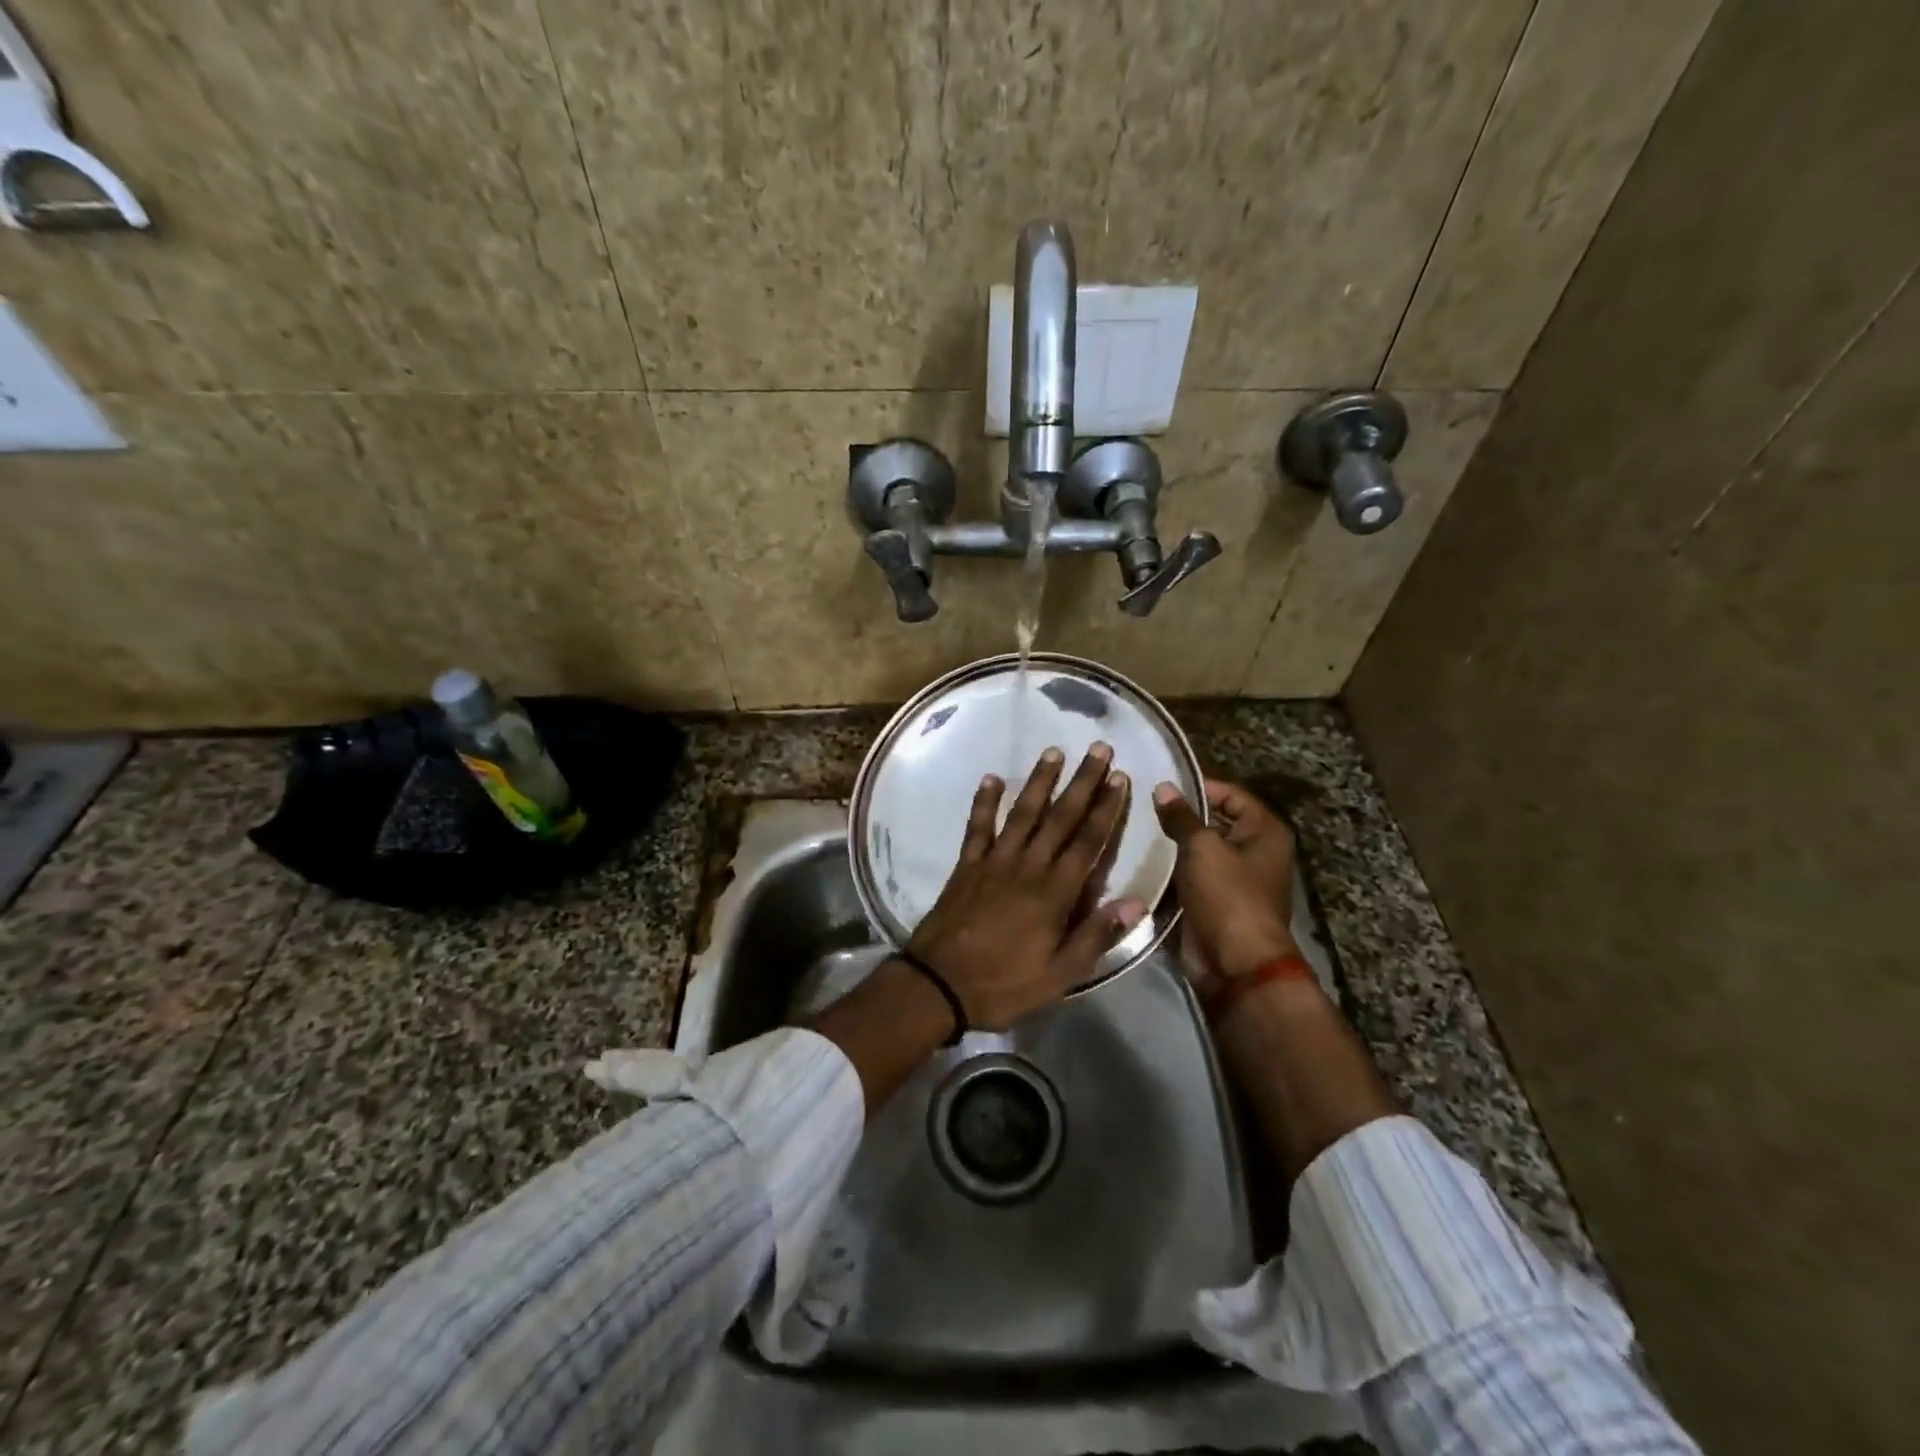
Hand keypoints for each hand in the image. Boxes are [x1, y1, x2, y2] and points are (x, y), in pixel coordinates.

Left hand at [906, 743, 1147, 1030]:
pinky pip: (977, 826)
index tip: (1120, 778)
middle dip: (1082, 782)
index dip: (1106, 808)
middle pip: (1060, 817)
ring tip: (1054, 751)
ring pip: (1022, 813)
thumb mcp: (1060, 974)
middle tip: (1098, 749)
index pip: (1088, 841)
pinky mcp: (967, 865)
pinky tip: (991, 779)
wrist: (939, 984)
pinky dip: (984, 802)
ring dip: (1039, 781)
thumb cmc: (1005, 984)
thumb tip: (1138, 902)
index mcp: (1055, 892)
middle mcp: (1027, 866)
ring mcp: (994, 861)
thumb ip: (1097, 935)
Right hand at [1153, 778, 1298, 997]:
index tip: (1158, 784)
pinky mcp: (1214, 900)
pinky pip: (1190, 874)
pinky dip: (1170, 868)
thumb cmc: (1228, 896)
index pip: (1229, 793)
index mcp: (1264, 831)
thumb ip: (1181, 817)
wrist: (1236, 964)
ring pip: (1198, 849)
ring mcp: (1234, 877)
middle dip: (1180, 815)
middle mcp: (1254, 850)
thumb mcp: (1202, 848)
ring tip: (1134, 827)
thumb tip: (1164, 787)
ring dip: (1172, 843)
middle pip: (1214, 820)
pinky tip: (1141, 858)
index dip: (1197, 786)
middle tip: (1139, 804)